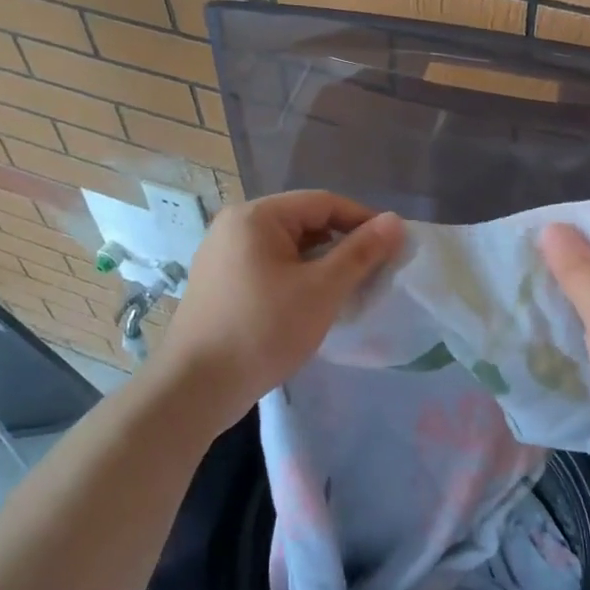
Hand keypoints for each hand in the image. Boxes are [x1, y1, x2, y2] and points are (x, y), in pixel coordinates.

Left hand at [149, 191, 404, 431]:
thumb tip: (395, 221)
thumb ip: (360, 252)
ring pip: (287, 247)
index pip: (323, 202)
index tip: (393, 246)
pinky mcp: (219, 283)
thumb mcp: (321, 289)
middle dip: (342, 244)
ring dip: (320, 263)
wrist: (194, 388)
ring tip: (347, 290)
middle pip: (303, 222)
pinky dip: (296, 278)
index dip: (363, 220)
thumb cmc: (263, 330)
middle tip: (373, 272)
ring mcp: (222, 255)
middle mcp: (235, 225)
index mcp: (257, 216)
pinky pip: (268, 267)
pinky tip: (311, 304)